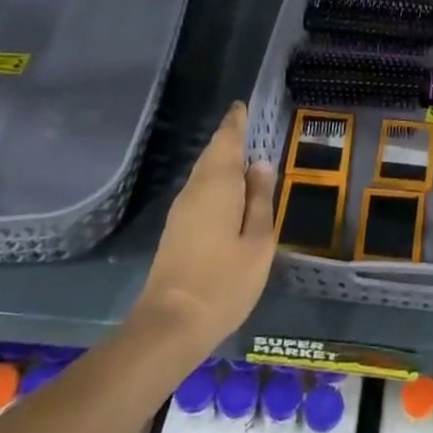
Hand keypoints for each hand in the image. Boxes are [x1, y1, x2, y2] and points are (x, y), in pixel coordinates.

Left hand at [135, 103, 276, 353]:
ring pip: (204, 173)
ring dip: (221, 161)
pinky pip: (199, 190)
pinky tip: (228, 192)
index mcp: (217, 185)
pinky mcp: (176, 230)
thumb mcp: (258, 241)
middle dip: (228, 139)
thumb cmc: (224, 281)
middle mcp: (195, 190)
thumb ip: (261, 200)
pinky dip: (215, 180)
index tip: (242, 107)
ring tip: (243, 157)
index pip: (226, 142)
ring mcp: (181, 211)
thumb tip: (261, 165)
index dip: (235, 123)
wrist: (171, 325)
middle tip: (247, 127)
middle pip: (212, 155)